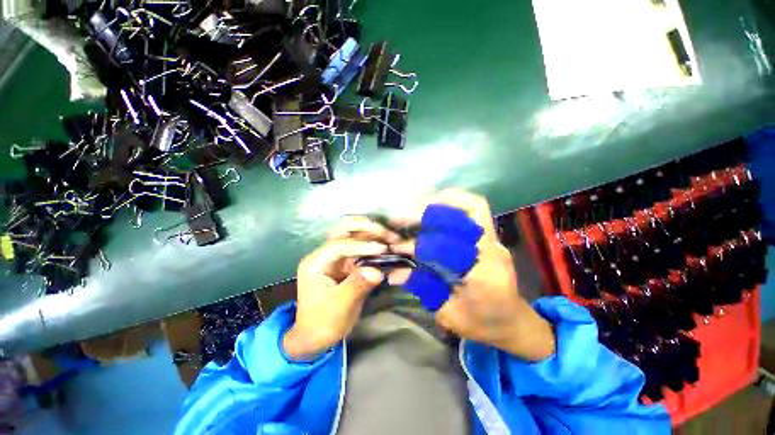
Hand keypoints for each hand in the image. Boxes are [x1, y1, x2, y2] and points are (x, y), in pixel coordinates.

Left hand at [283, 217, 400, 360]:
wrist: (315, 336)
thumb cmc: (322, 323)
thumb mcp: (339, 307)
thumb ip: (357, 286)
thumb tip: (377, 271)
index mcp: (316, 262)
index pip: (338, 245)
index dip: (361, 245)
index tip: (382, 249)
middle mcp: (326, 254)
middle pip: (344, 229)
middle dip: (367, 228)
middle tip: (388, 235)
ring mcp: (338, 257)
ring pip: (355, 234)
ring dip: (374, 233)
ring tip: (392, 238)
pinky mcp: (348, 263)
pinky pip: (363, 248)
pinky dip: (376, 245)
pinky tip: (389, 248)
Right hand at [392, 189, 555, 360]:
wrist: (515, 323)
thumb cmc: (484, 324)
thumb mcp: (450, 315)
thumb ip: (424, 290)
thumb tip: (395, 272)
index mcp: (484, 275)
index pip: (449, 248)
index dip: (420, 245)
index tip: (399, 246)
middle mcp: (492, 250)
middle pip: (463, 217)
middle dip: (428, 213)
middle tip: (402, 215)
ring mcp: (494, 239)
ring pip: (471, 206)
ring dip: (441, 201)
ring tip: (415, 203)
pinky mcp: (490, 235)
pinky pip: (473, 209)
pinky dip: (452, 202)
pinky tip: (433, 205)